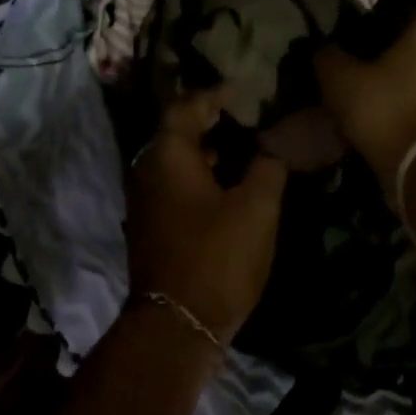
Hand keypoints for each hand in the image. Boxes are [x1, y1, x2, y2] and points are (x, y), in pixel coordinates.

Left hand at [126, 89, 288, 345]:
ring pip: (176, 164)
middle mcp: (146, 171)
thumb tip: (271, 146)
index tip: (243, 92)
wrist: (178, 322)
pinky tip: (229, 191)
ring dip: (208, 154)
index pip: (186, 107)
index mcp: (167, 156)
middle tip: (249, 121)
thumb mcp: (257, 207)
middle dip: (212, 124)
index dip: (215, 95)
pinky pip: (174, 188)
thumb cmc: (218, 256)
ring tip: (246, 154)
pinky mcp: (150, 227)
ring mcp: (144, 202)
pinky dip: (200, 180)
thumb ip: (268, 166)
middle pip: (177, 134)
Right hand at [315, 10, 415, 205]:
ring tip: (382, 100)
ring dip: (411, 81)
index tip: (351, 49)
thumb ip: (328, 55)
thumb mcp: (339, 80)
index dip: (371, 29)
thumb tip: (322, 47)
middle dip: (394, 56)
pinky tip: (400, 117)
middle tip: (364, 74)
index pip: (397, 14)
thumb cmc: (384, 108)